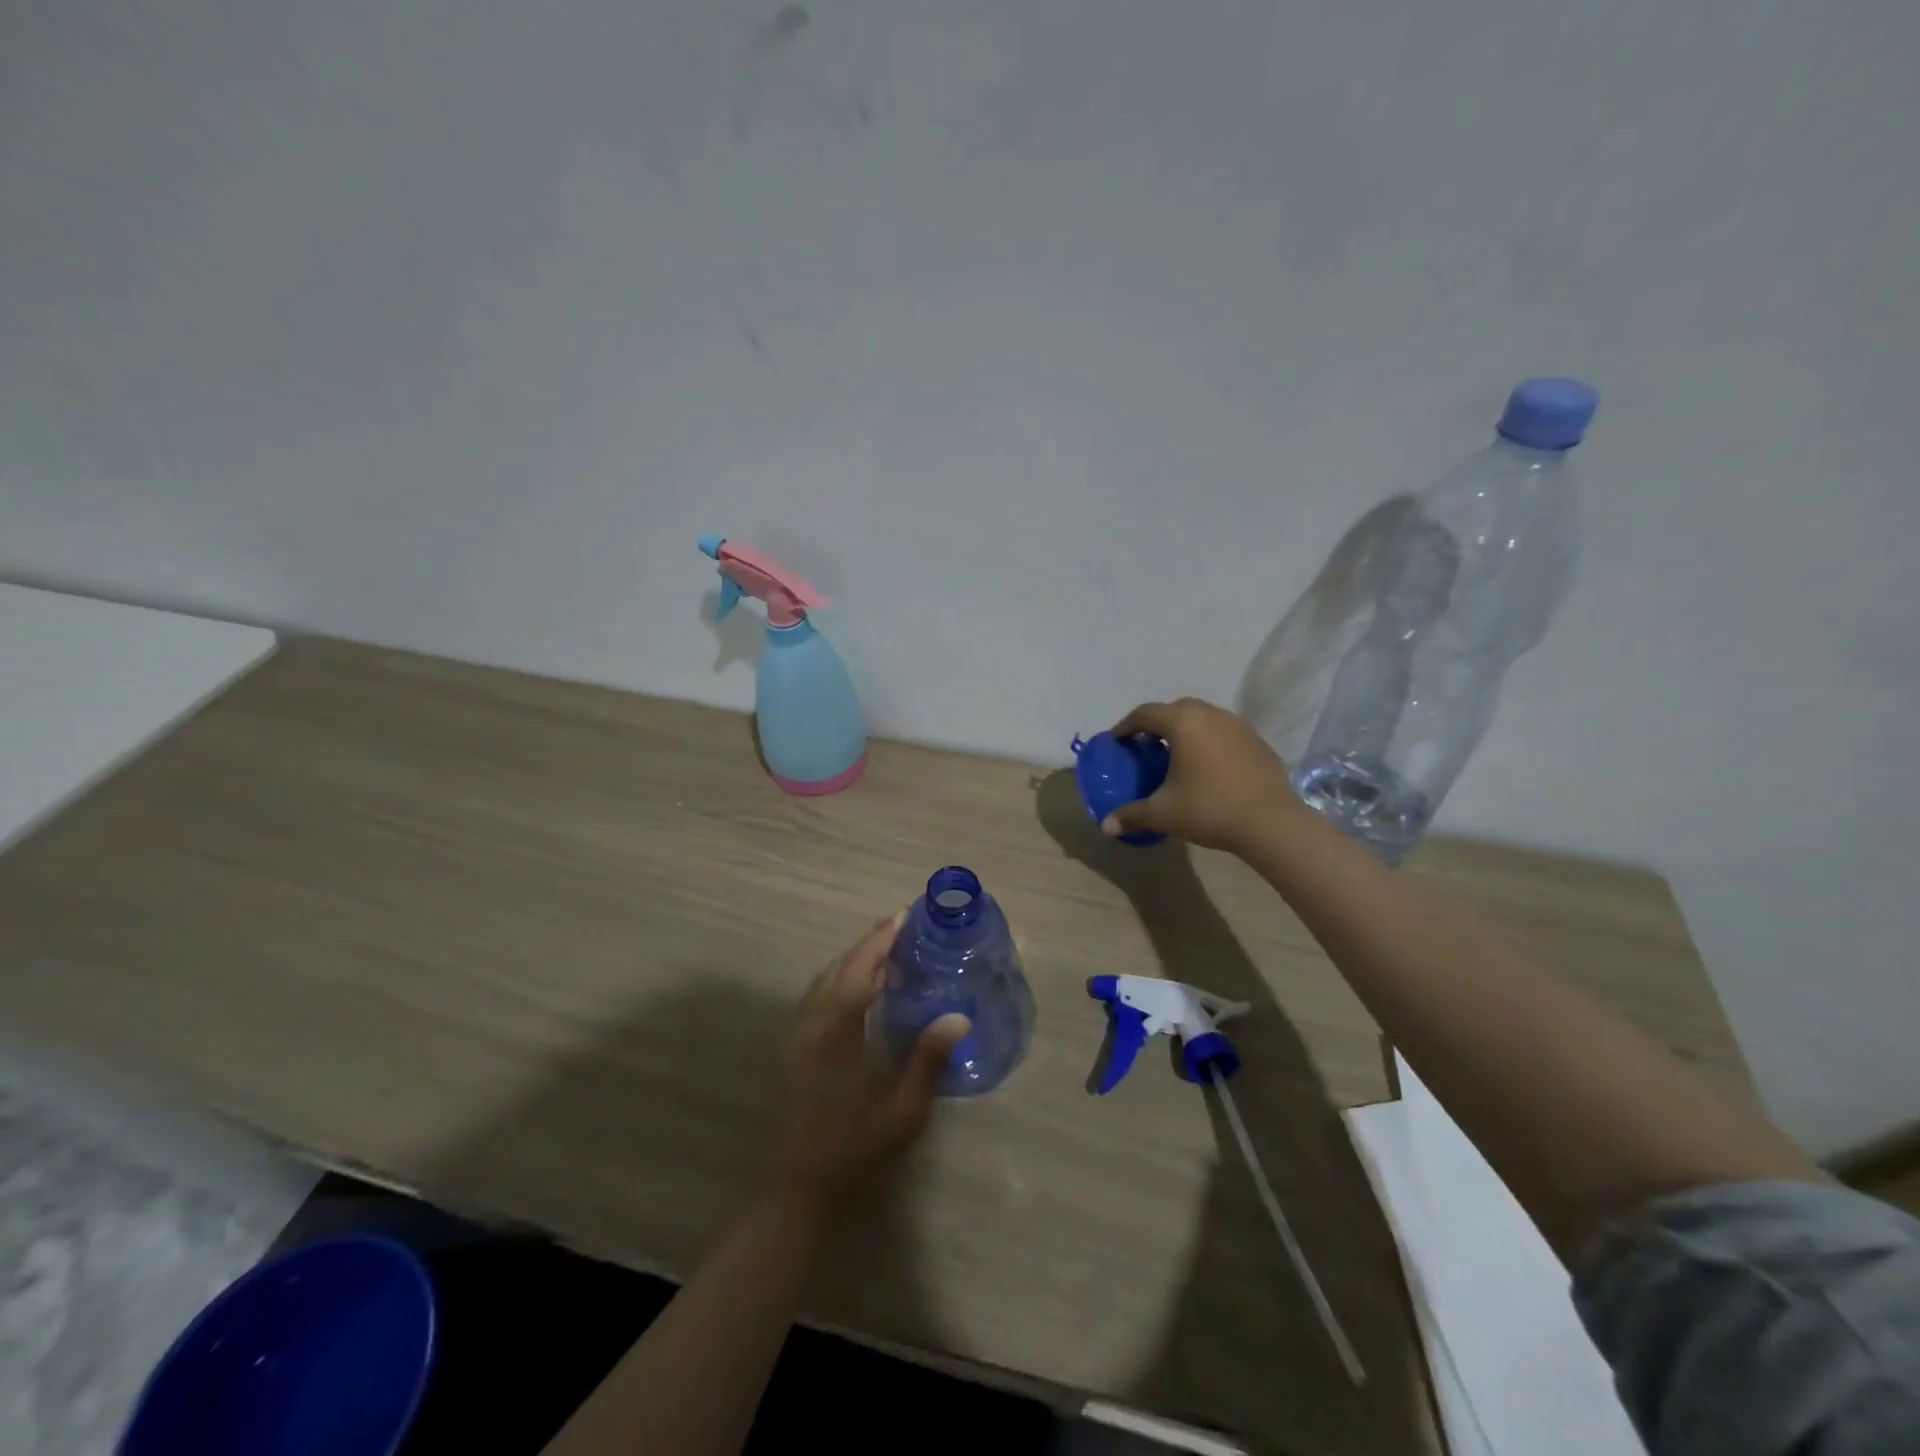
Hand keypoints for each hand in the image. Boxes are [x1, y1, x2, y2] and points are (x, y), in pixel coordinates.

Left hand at [777, 914, 968, 1206]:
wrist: (802, 1188)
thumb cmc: (856, 1150)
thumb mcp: (902, 1113)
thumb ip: (928, 1061)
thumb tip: (958, 1018)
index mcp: (835, 1035)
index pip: (858, 972)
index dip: (881, 940)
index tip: (904, 916)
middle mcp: (811, 1026)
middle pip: (840, 969)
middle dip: (870, 943)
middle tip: (903, 926)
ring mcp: (799, 1036)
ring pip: (826, 980)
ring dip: (855, 959)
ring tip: (889, 950)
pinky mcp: (796, 1048)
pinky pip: (820, 996)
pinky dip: (843, 978)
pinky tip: (864, 988)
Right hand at [1103, 698, 1301, 854]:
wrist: (1271, 823)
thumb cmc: (1209, 809)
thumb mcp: (1163, 814)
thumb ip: (1131, 815)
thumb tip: (1106, 826)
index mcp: (1183, 722)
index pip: (1145, 713)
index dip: (1126, 727)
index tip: (1117, 742)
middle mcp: (1210, 714)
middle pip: (1175, 710)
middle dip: (1157, 725)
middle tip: (1145, 748)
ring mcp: (1238, 725)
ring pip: (1203, 719)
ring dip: (1185, 732)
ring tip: (1176, 757)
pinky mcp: (1257, 741)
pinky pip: (1224, 734)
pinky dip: (1209, 743)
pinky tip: (1208, 769)